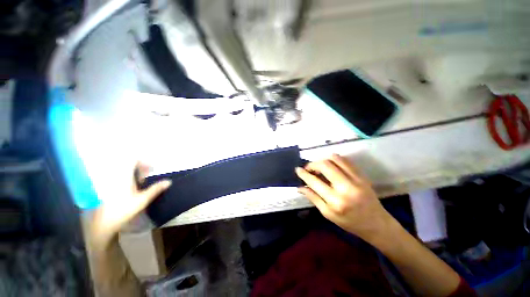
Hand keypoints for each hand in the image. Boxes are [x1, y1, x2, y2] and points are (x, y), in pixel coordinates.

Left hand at [86, 163, 170, 243]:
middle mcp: (115, 176)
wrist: (102, 224)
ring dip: (133, 174)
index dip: (144, 162)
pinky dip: (126, 180)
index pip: (133, 160)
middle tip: (147, 178)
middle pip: (129, 165)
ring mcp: (109, 182)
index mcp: (124, 176)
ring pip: (123, 172)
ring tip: (140, 184)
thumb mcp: (142, 200)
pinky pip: (118, 178)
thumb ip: (155, 189)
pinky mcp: (105, 188)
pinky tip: (130, 189)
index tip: (152, 169)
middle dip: (140, 169)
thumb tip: (169, 181)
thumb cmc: (123, 210)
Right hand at [295, 154, 392, 241]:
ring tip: (319, 166)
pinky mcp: (362, 175)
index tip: (297, 169)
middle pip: (325, 165)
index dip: (304, 174)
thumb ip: (313, 198)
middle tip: (308, 168)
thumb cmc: (350, 222)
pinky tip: (331, 165)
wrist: (377, 224)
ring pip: (336, 159)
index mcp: (336, 201)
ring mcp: (356, 179)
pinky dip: (335, 159)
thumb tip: (300, 187)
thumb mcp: (328, 214)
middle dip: (313, 164)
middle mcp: (346, 187)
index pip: (315, 182)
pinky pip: (346, 160)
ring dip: (323, 160)